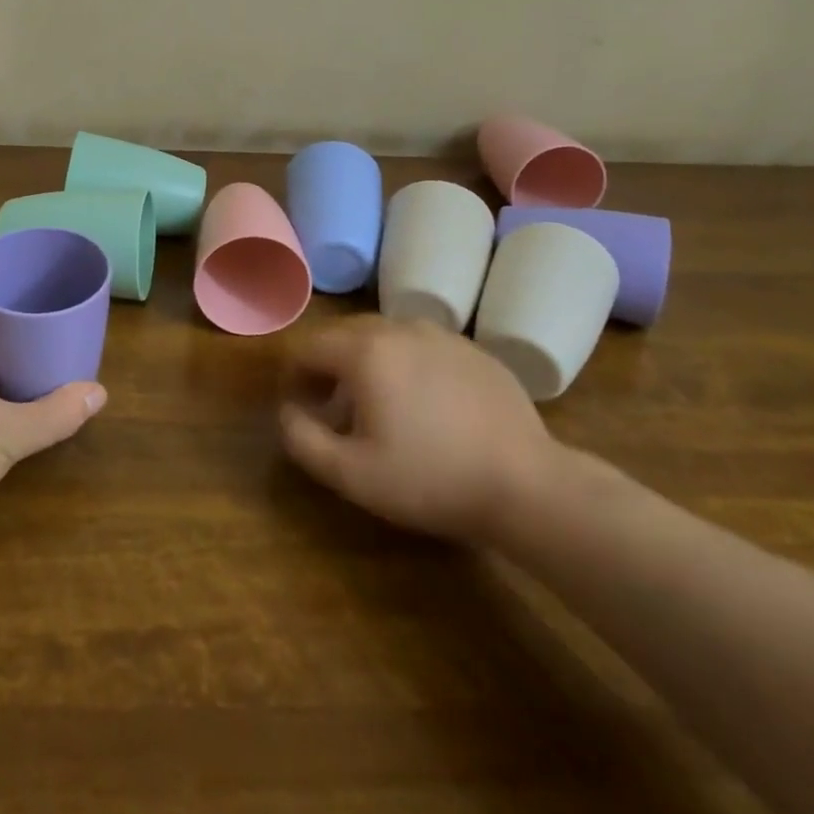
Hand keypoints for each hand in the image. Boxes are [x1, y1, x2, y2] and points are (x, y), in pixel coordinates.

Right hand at [279, 316, 558, 543]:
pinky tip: (424, 405)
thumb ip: (303, 439)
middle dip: (328, 366)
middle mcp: (399, 328)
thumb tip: (286, 412)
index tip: (299, 406)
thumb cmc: (430, 479)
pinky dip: (407, 365)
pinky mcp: (474, 350)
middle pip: (344, 334)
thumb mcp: (352, 474)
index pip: (308, 347)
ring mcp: (441, 335)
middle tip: (332, 406)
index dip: (294, 375)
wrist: (527, 485)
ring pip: (385, 336)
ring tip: (378, 405)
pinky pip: (423, 347)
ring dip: (367, 362)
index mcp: (364, 351)